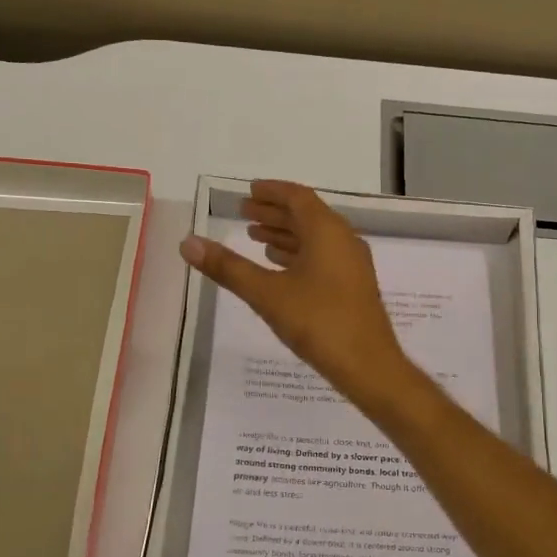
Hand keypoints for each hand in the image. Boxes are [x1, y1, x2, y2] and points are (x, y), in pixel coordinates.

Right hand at [180, 180, 416, 404]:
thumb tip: (188, 243)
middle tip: (244, 213)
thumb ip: (227, 267)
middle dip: (274, 212)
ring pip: (315, 238)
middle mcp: (343, 240)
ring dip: (285, 234)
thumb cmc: (318, 321)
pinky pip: (322, 257)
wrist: (368, 365)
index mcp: (327, 231)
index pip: (298, 197)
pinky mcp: (353, 286)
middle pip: (306, 216)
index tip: (249, 191)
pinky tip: (280, 266)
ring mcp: (351, 264)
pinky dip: (298, 254)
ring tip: (254, 237)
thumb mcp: (266, 293)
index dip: (272, 192)